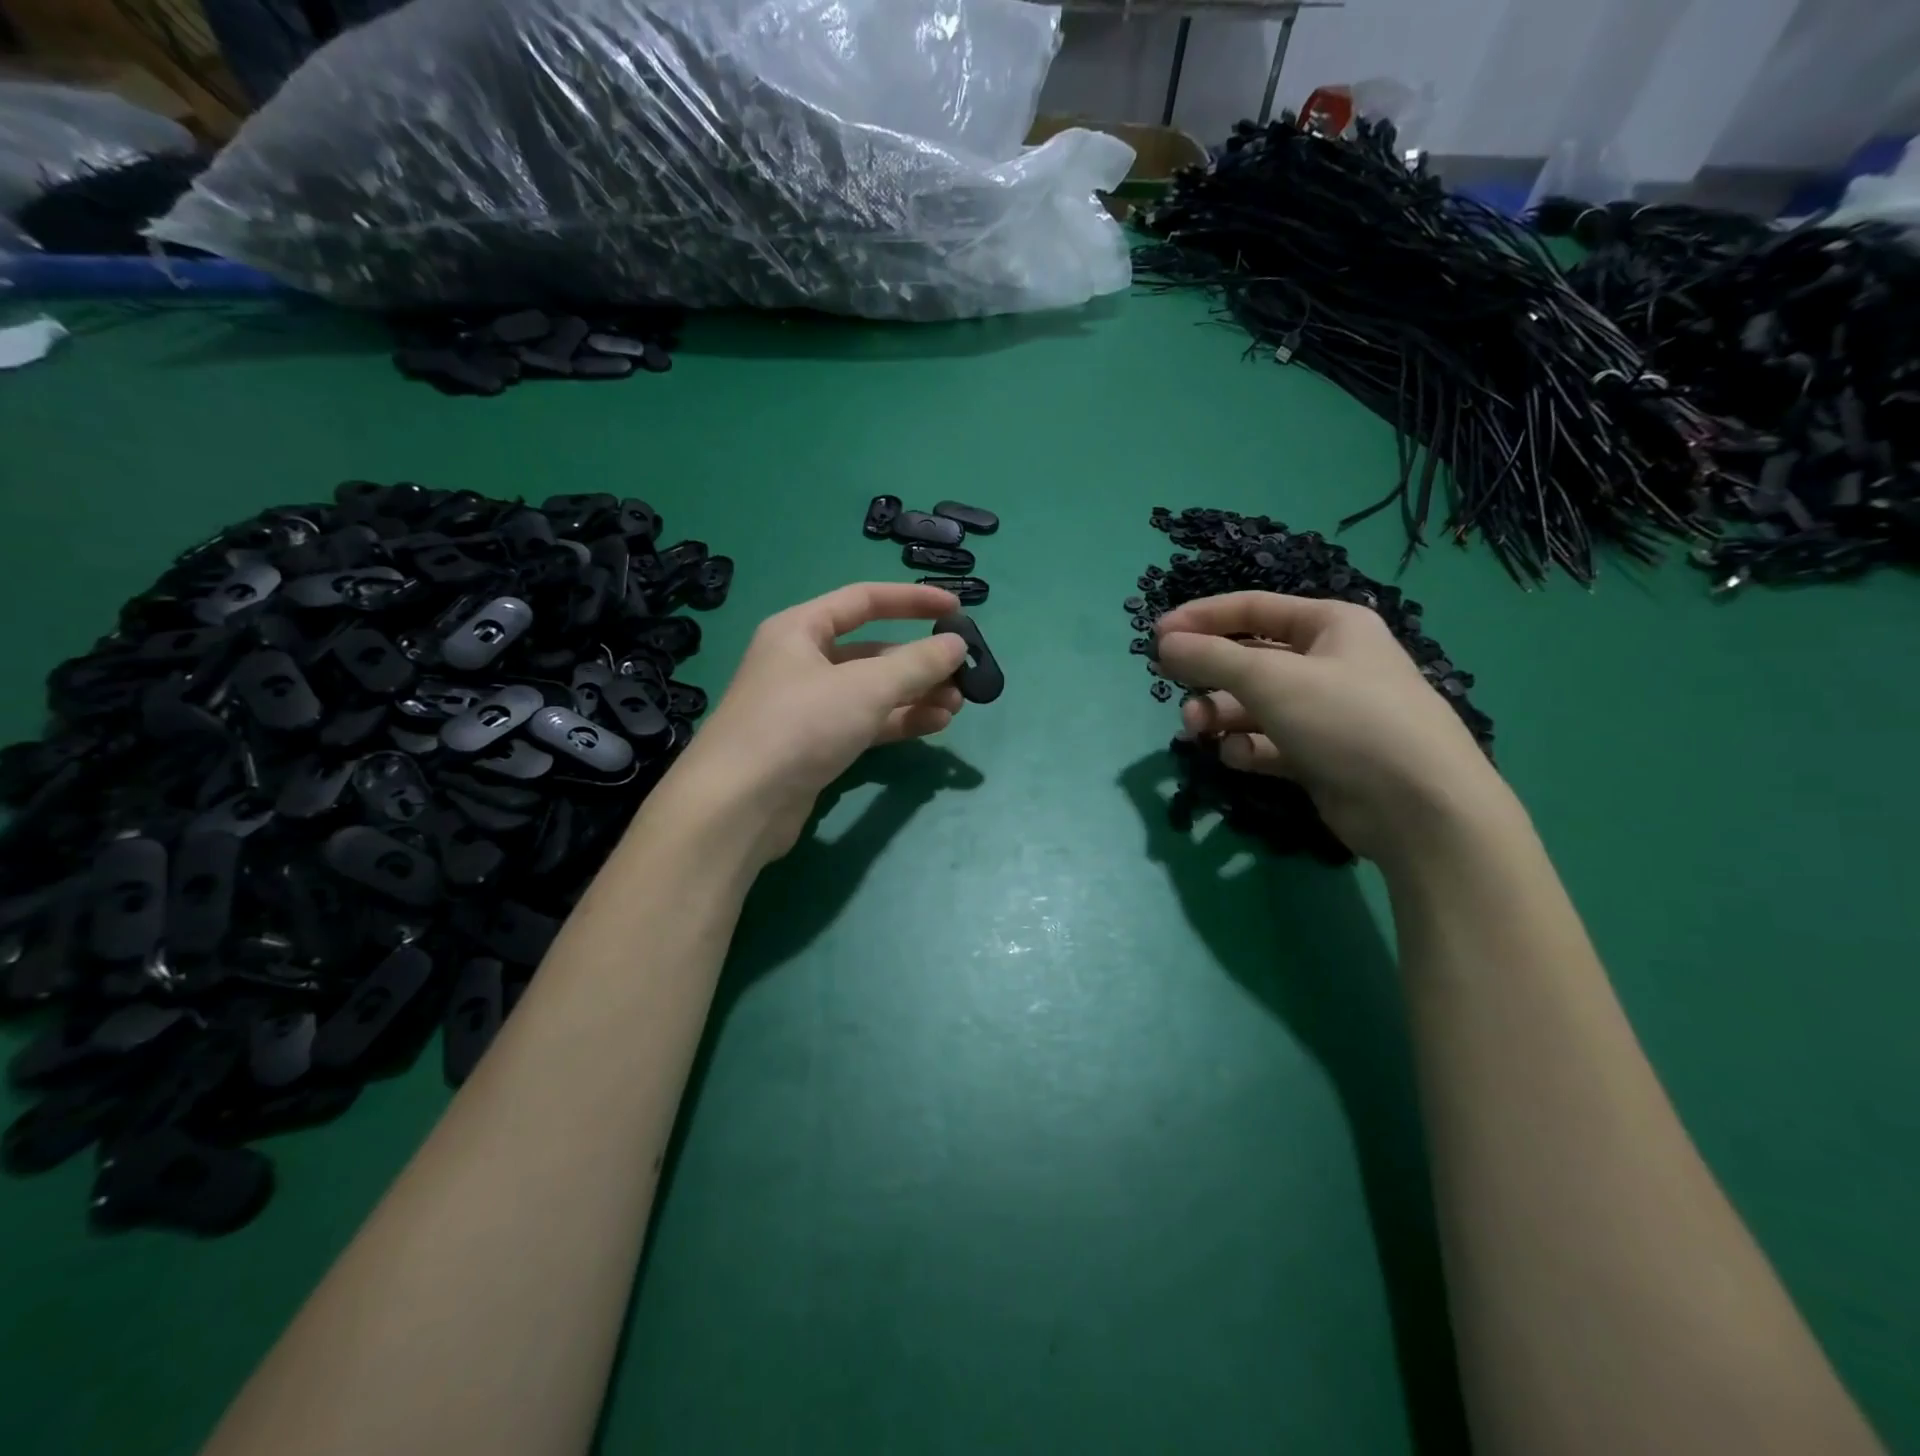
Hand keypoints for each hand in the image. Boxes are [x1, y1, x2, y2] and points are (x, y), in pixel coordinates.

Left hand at [672, 582, 968, 861]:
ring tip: (956, 705)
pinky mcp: (815, 746)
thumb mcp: (865, 687)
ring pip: (871, 691)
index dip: (912, 600)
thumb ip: (916, 664)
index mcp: (800, 630)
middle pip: (872, 651)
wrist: (739, 805)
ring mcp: (807, 707)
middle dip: (919, 662)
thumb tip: (956, 646)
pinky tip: (934, 725)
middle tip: (962, 675)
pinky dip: (898, 721)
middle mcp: (801, 662)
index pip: (864, 600)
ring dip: (914, 695)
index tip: (956, 608)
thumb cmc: (799, 725)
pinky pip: (865, 723)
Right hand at [1154, 592, 1510, 864]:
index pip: (1253, 609)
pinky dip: (1247, 746)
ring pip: (1254, 704)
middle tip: (1173, 689)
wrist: (1418, 807)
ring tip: (1197, 730)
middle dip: (1209, 675)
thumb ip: (1211, 658)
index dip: (1202, 618)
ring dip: (1220, 714)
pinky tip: (1237, 756)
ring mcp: (1325, 713)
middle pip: (1250, 659)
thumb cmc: (1346, 719)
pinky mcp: (1320, 756)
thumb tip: (1164, 644)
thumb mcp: (1272, 680)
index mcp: (1330, 625)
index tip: (1157, 635)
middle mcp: (1329, 663)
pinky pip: (1269, 742)